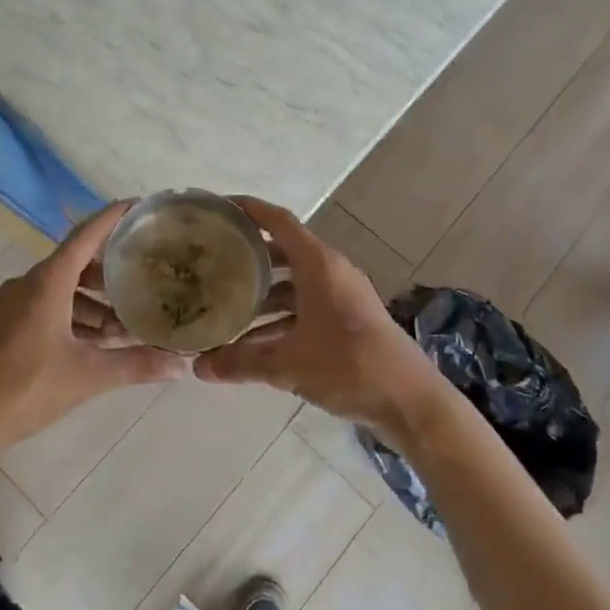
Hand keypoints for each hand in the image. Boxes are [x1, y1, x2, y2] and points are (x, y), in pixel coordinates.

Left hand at [0, 202, 186, 456]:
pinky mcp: (10, 325)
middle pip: (77, 263)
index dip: (113, 217)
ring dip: (95, 303)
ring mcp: (16, 305)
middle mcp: (30, 284)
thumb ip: (136, 365)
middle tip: (146, 279)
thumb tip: (181, 366)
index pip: (86, 235)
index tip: (140, 205)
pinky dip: (76, 317)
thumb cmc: (27, 386)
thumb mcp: (89, 375)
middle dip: (111, 273)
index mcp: (47, 282)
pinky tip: (98, 343)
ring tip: (127, 326)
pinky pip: (50, 307)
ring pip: (64, 289)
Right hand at [194, 197, 440, 436]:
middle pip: (282, 251)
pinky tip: (254, 340)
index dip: (249, 210)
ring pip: (293, 283)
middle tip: (213, 258)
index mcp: (319, 265)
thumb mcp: (288, 365)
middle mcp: (330, 272)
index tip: (218, 207)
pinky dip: (280, 316)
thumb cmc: (349, 366)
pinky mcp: (347, 320)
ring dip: (262, 292)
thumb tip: (198, 367)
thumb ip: (241, 362)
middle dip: (249, 254)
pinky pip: (305, 306)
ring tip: (225, 302)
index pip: (278, 221)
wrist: (411, 402)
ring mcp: (341, 296)